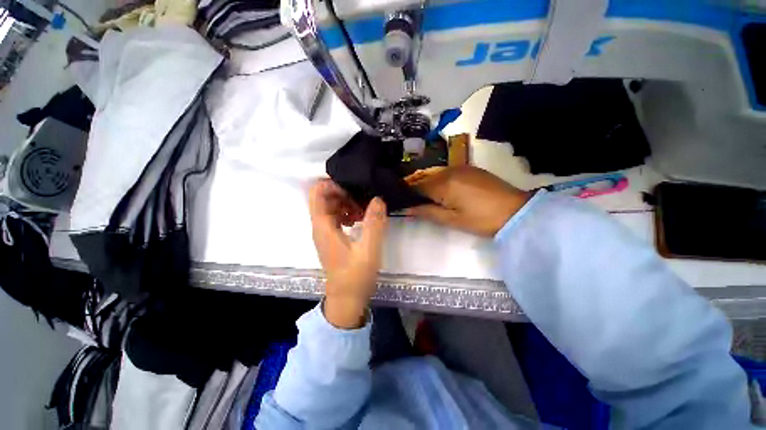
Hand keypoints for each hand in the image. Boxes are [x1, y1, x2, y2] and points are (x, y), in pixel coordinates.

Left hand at [309, 179, 387, 328]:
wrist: (346, 299)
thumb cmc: (355, 276)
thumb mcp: (369, 249)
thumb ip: (374, 223)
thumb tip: (378, 199)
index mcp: (323, 226)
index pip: (317, 193)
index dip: (333, 185)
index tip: (353, 188)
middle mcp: (319, 226)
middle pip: (324, 197)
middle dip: (343, 193)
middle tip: (362, 199)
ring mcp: (324, 232)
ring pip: (330, 207)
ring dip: (346, 203)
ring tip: (363, 210)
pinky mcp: (331, 238)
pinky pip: (335, 217)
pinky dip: (346, 213)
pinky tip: (360, 220)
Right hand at [406, 166, 530, 236]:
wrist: (516, 211)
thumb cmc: (481, 219)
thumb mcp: (451, 220)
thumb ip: (426, 212)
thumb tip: (406, 209)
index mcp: (443, 184)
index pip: (417, 187)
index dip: (408, 195)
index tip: (404, 204)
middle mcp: (449, 170)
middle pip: (425, 179)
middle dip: (419, 191)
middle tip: (418, 204)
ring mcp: (461, 167)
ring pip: (436, 175)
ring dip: (430, 186)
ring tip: (432, 200)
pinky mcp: (470, 168)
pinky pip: (448, 173)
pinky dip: (442, 181)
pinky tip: (446, 192)